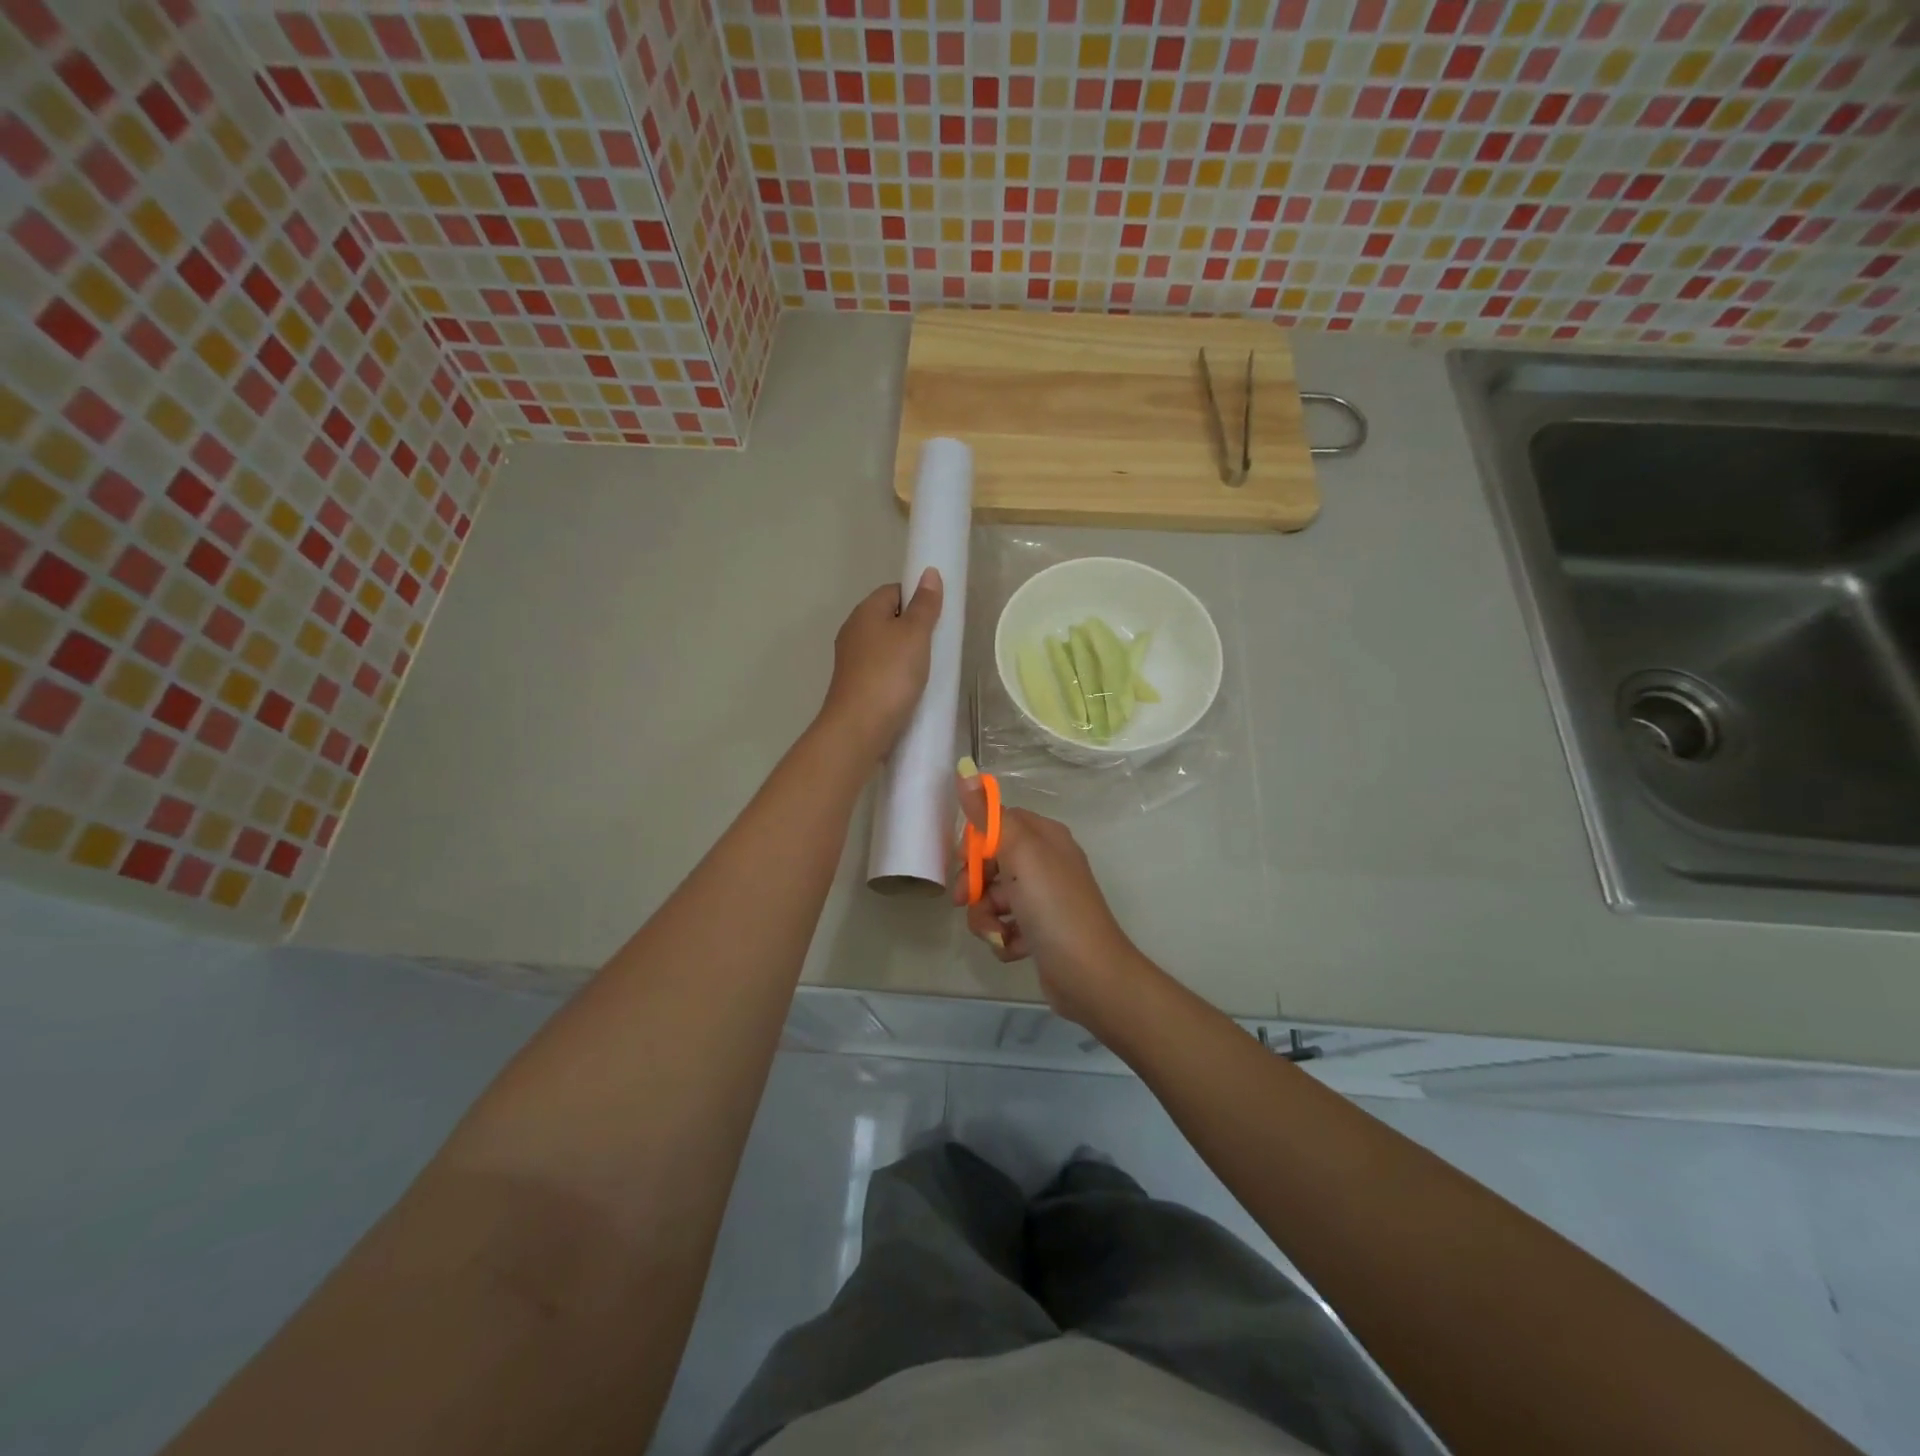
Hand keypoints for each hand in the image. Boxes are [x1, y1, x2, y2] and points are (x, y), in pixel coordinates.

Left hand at [816, 569, 942, 761]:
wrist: (859, 728)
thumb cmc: (890, 674)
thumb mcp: (915, 634)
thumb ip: (924, 605)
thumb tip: (928, 573)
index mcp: (865, 612)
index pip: (893, 591)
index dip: (917, 598)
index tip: (938, 616)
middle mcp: (854, 632)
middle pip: (889, 619)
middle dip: (913, 628)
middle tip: (939, 643)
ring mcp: (852, 661)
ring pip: (885, 647)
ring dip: (906, 655)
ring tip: (930, 668)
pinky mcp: (856, 686)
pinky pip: (882, 670)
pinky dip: (897, 675)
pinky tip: (912, 688)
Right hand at [953, 766, 1159, 1032]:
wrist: (1090, 975)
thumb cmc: (1054, 907)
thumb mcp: (1020, 854)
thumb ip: (990, 816)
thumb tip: (966, 770)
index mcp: (1045, 838)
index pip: (998, 823)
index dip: (976, 842)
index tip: (962, 861)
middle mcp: (1046, 863)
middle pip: (992, 863)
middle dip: (975, 885)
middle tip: (965, 901)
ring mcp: (1044, 900)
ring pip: (994, 898)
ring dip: (987, 917)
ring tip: (999, 933)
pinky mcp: (1040, 932)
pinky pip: (1006, 926)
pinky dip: (1004, 937)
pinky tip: (1016, 947)